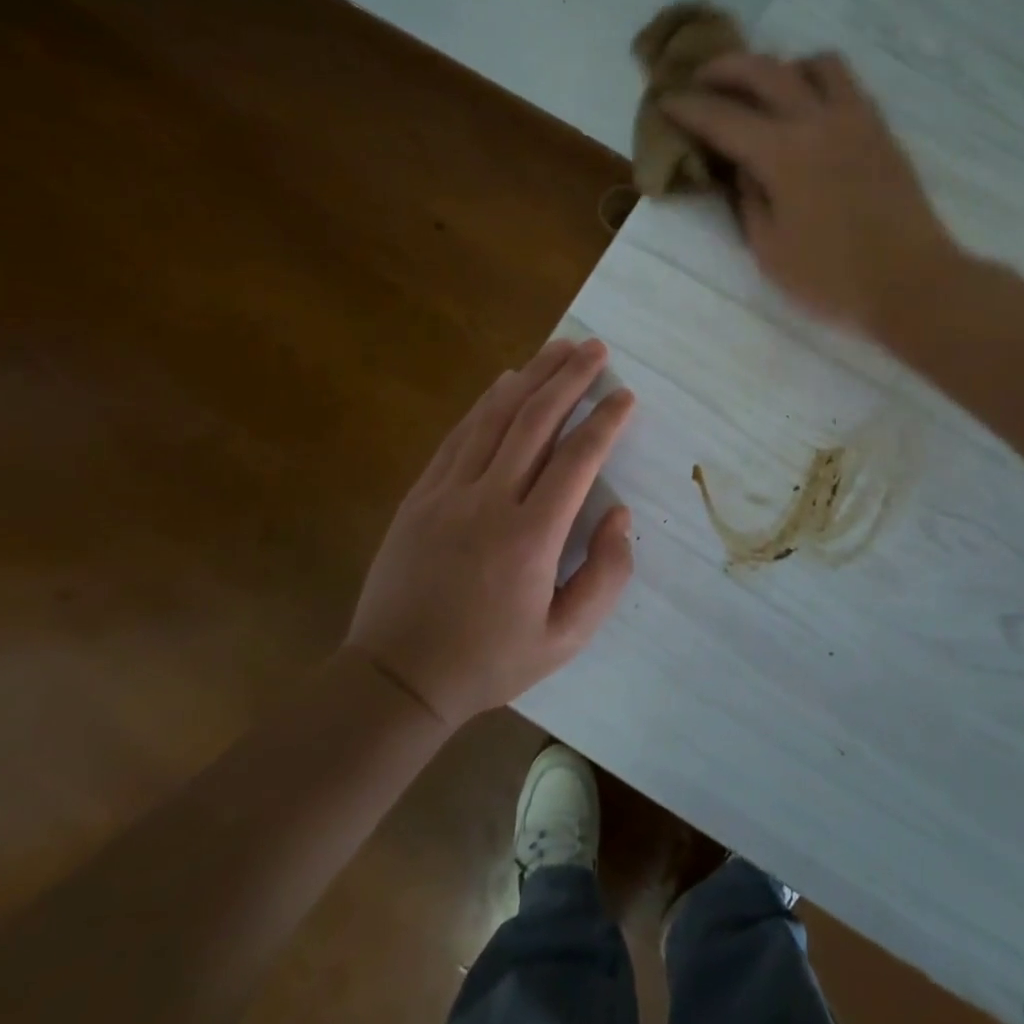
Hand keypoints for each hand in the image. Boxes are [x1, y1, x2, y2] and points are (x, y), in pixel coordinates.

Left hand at [348, 338, 634, 726]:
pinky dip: (487, 402)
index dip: (605, 421)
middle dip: (570, 378)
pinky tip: (505, 381)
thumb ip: (605, 575)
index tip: (625, 395)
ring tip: (559, 347)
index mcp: (530, 537)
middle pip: (535, 421)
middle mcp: (489, 501)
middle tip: (596, 348)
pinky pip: (459, 435)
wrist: (398, 676)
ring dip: (531, 376)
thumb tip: (618, 514)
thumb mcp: (565, 638)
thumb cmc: (490, 661)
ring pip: (495, 417)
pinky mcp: (421, 494)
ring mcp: (448, 492)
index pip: (576, 460)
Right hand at [661, 52, 960, 335]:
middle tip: (703, 79)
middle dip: (725, 68)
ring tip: (765, 91)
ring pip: (815, 63)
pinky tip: (808, 112)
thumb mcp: (769, 250)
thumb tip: (744, 168)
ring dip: (781, 67)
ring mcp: (856, 120)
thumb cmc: (832, 278)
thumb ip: (749, 200)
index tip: (666, 101)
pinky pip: (846, 85)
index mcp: (782, 153)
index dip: (688, 107)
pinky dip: (817, 83)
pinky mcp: (881, 132)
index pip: (722, 117)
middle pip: (765, 70)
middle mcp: (818, 120)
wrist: (912, 283)